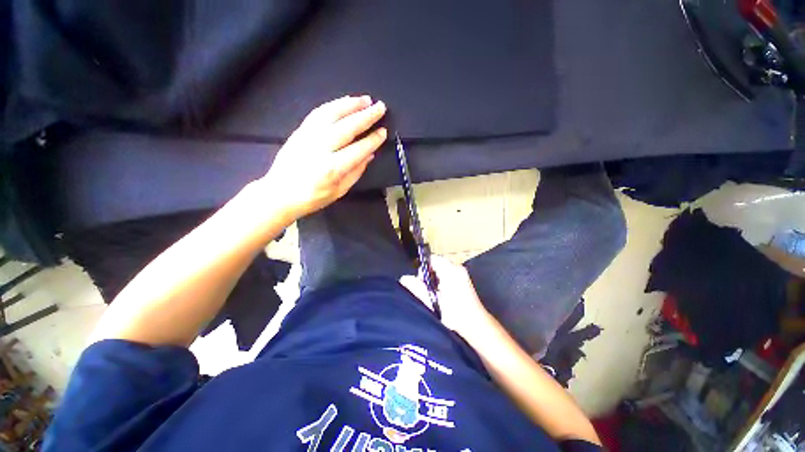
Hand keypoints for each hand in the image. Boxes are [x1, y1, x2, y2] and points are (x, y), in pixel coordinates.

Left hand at [259, 95, 387, 219]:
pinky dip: (333, 105)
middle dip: (366, 116)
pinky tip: (345, 101)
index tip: (383, 131)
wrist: (279, 193)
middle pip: (347, 127)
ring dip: (351, 105)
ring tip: (366, 99)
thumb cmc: (313, 197)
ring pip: (332, 114)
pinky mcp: (300, 130)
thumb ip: (356, 172)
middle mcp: (321, 148)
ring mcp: (308, 136)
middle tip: (380, 107)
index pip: (358, 149)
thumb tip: (370, 154)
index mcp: (333, 168)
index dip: (373, 140)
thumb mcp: (340, 191)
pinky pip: (318, 113)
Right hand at [400, 255, 491, 338]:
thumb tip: (404, 279)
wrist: (476, 326)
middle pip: (436, 264)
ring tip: (434, 295)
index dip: (422, 268)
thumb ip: (417, 289)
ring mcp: (462, 274)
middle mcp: (457, 268)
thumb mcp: (432, 302)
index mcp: (450, 270)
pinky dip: (441, 283)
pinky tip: (442, 296)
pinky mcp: (464, 280)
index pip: (431, 259)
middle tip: (426, 291)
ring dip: (435, 280)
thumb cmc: (455, 314)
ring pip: (441, 270)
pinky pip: (447, 275)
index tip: (419, 282)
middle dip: (428, 275)